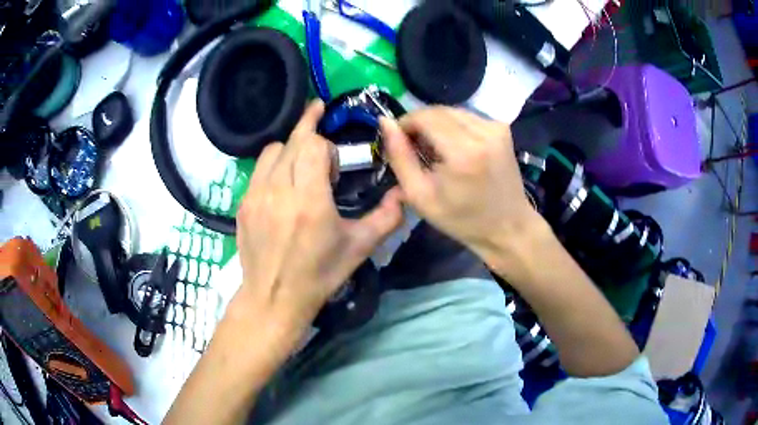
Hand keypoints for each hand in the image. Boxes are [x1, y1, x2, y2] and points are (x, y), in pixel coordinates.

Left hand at [231, 101, 402, 348]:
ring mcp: (255, 196)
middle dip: (311, 134)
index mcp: (309, 201)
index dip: (327, 147)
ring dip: (291, 149)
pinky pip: (258, 169)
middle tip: (323, 143)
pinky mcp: (243, 204)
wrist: (274, 297)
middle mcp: (278, 191)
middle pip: (293, 141)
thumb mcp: (359, 247)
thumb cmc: (319, 275)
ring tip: (302, 167)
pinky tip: (283, 185)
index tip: (335, 168)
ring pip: (272, 150)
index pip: (313, 145)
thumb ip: (387, 217)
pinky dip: (274, 166)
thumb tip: (403, 192)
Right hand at [381, 107, 541, 269]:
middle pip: (438, 110)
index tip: (399, 141)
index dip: (405, 123)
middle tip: (415, 147)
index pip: (424, 116)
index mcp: (462, 152)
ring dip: (437, 124)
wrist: (507, 226)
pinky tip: (455, 148)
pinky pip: (468, 117)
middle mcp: (483, 132)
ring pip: (452, 111)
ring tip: (435, 150)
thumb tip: (385, 123)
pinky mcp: (502, 128)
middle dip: (420, 123)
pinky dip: (454, 127)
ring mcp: (496, 127)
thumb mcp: (420, 196)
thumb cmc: (462, 219)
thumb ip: (400, 156)